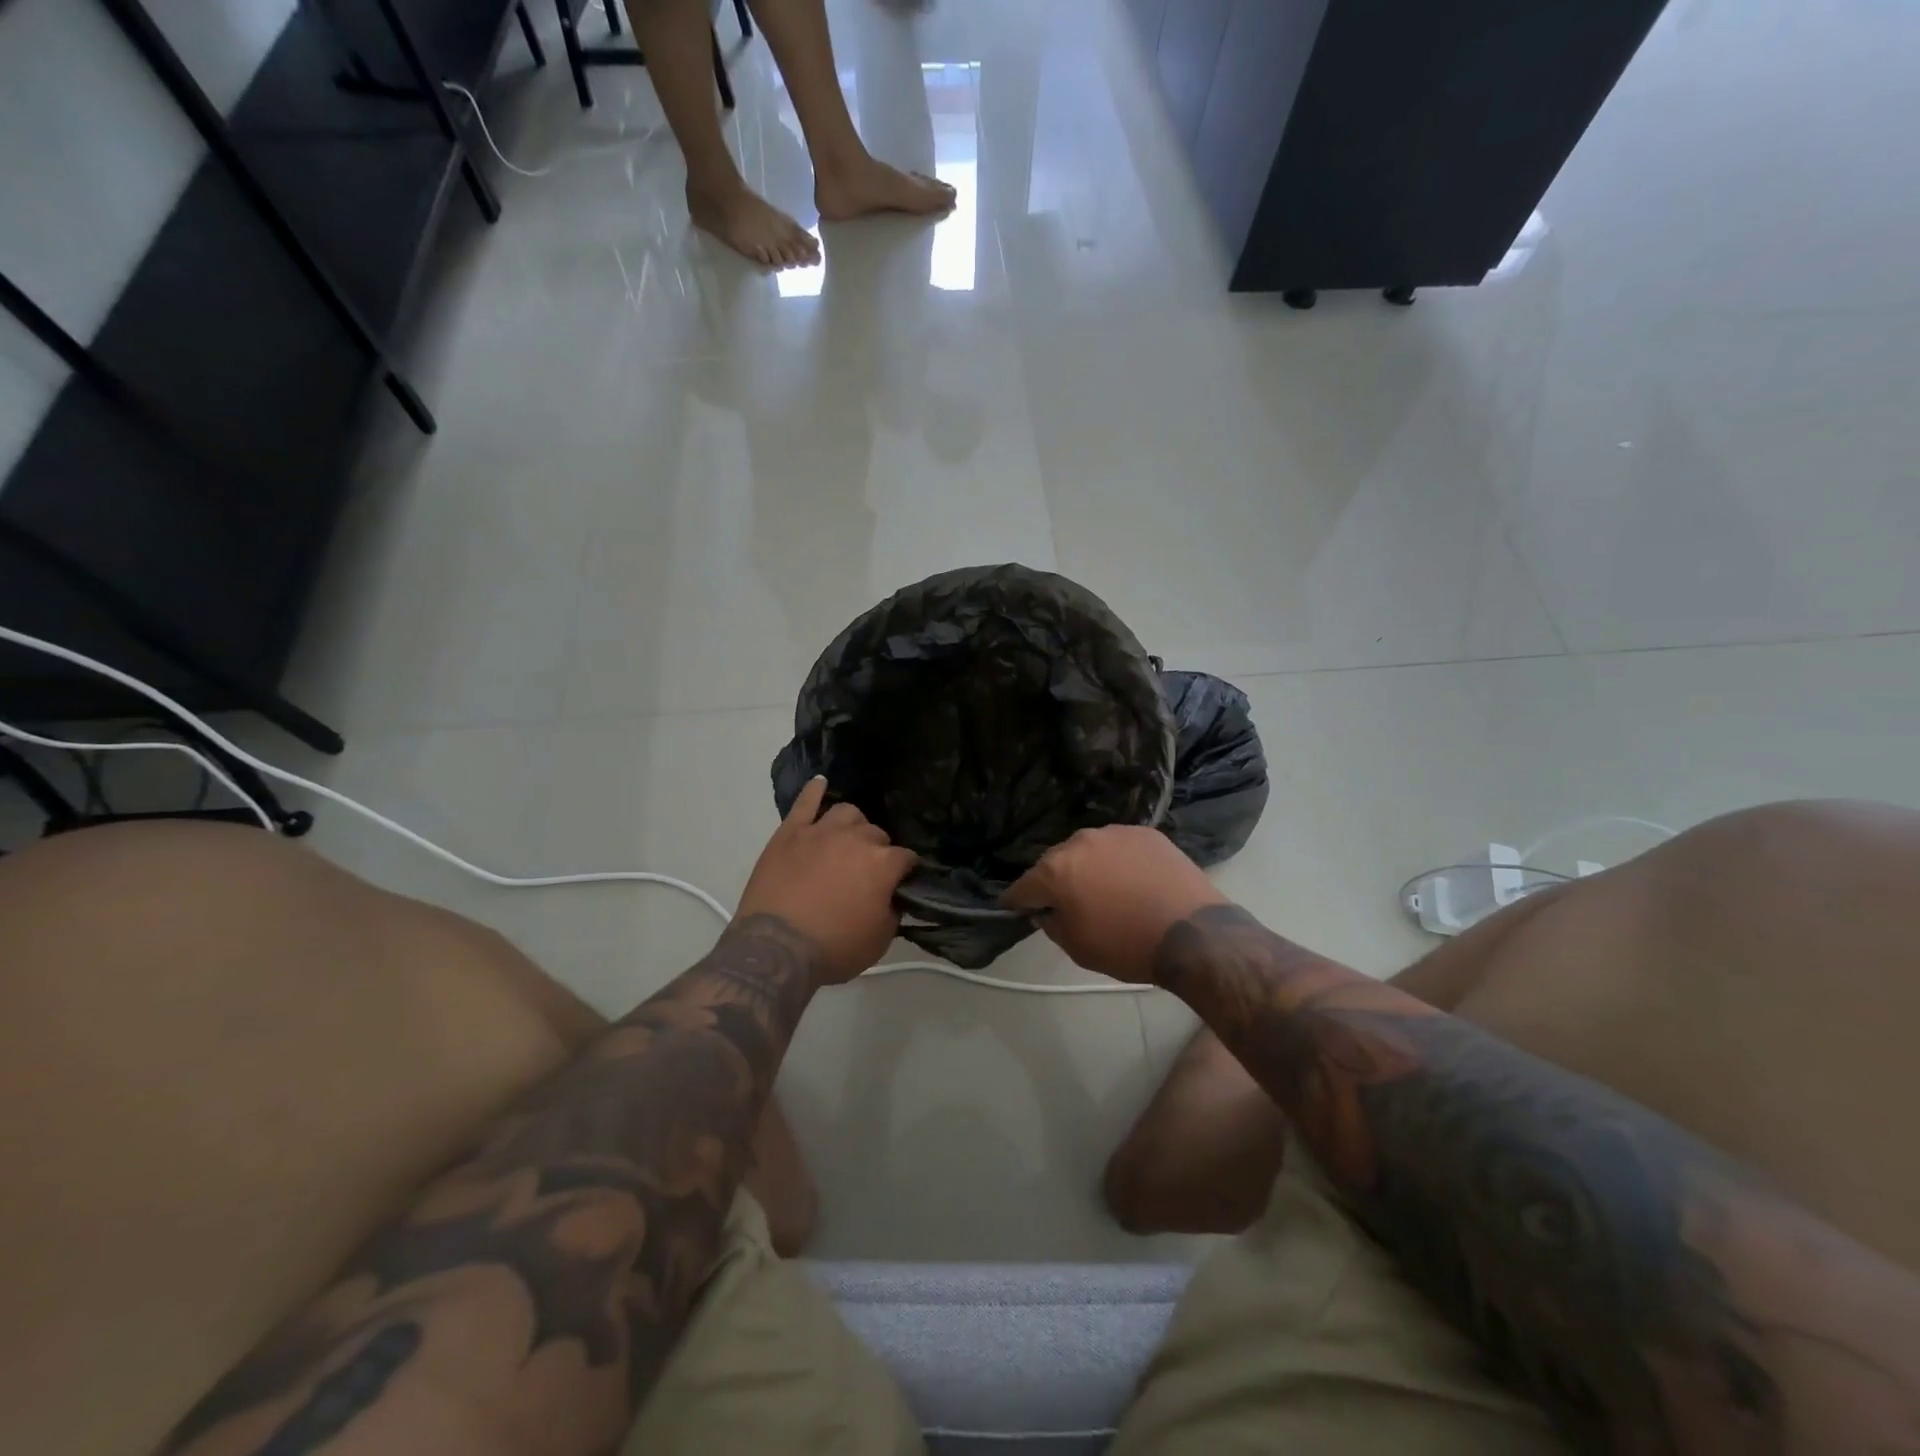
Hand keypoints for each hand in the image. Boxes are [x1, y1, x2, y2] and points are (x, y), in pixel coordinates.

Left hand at [736, 778, 916, 984]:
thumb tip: (892, 897)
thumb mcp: (879, 940)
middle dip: (878, 849)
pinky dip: (813, 791)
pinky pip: (804, 803)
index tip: (904, 880)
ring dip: (852, 825)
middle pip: (876, 834)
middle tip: (869, 870)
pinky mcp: (789, 833)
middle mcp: (855, 839)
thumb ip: (892, 912)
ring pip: (846, 813)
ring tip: (847, 838)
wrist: (777, 949)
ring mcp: (820, 831)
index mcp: (882, 864)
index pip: (906, 857)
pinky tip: (820, 783)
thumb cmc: (834, 949)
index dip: (906, 869)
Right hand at [1003, 826, 1228, 982]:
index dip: (1018, 902)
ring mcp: (1114, 833)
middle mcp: (1079, 841)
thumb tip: (1047, 911)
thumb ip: (1052, 925)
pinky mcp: (1145, 832)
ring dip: (1089, 868)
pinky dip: (1119, 862)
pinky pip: (1119, 847)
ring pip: (1089, 851)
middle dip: (1056, 882)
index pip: (1022, 886)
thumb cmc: (1128, 945)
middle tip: (1070, 905)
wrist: (1193, 933)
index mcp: (1056, 870)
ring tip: (1108, 892)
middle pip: (1055, 862)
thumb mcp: (1078, 948)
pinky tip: (1135, 882)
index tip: (1019, 911)